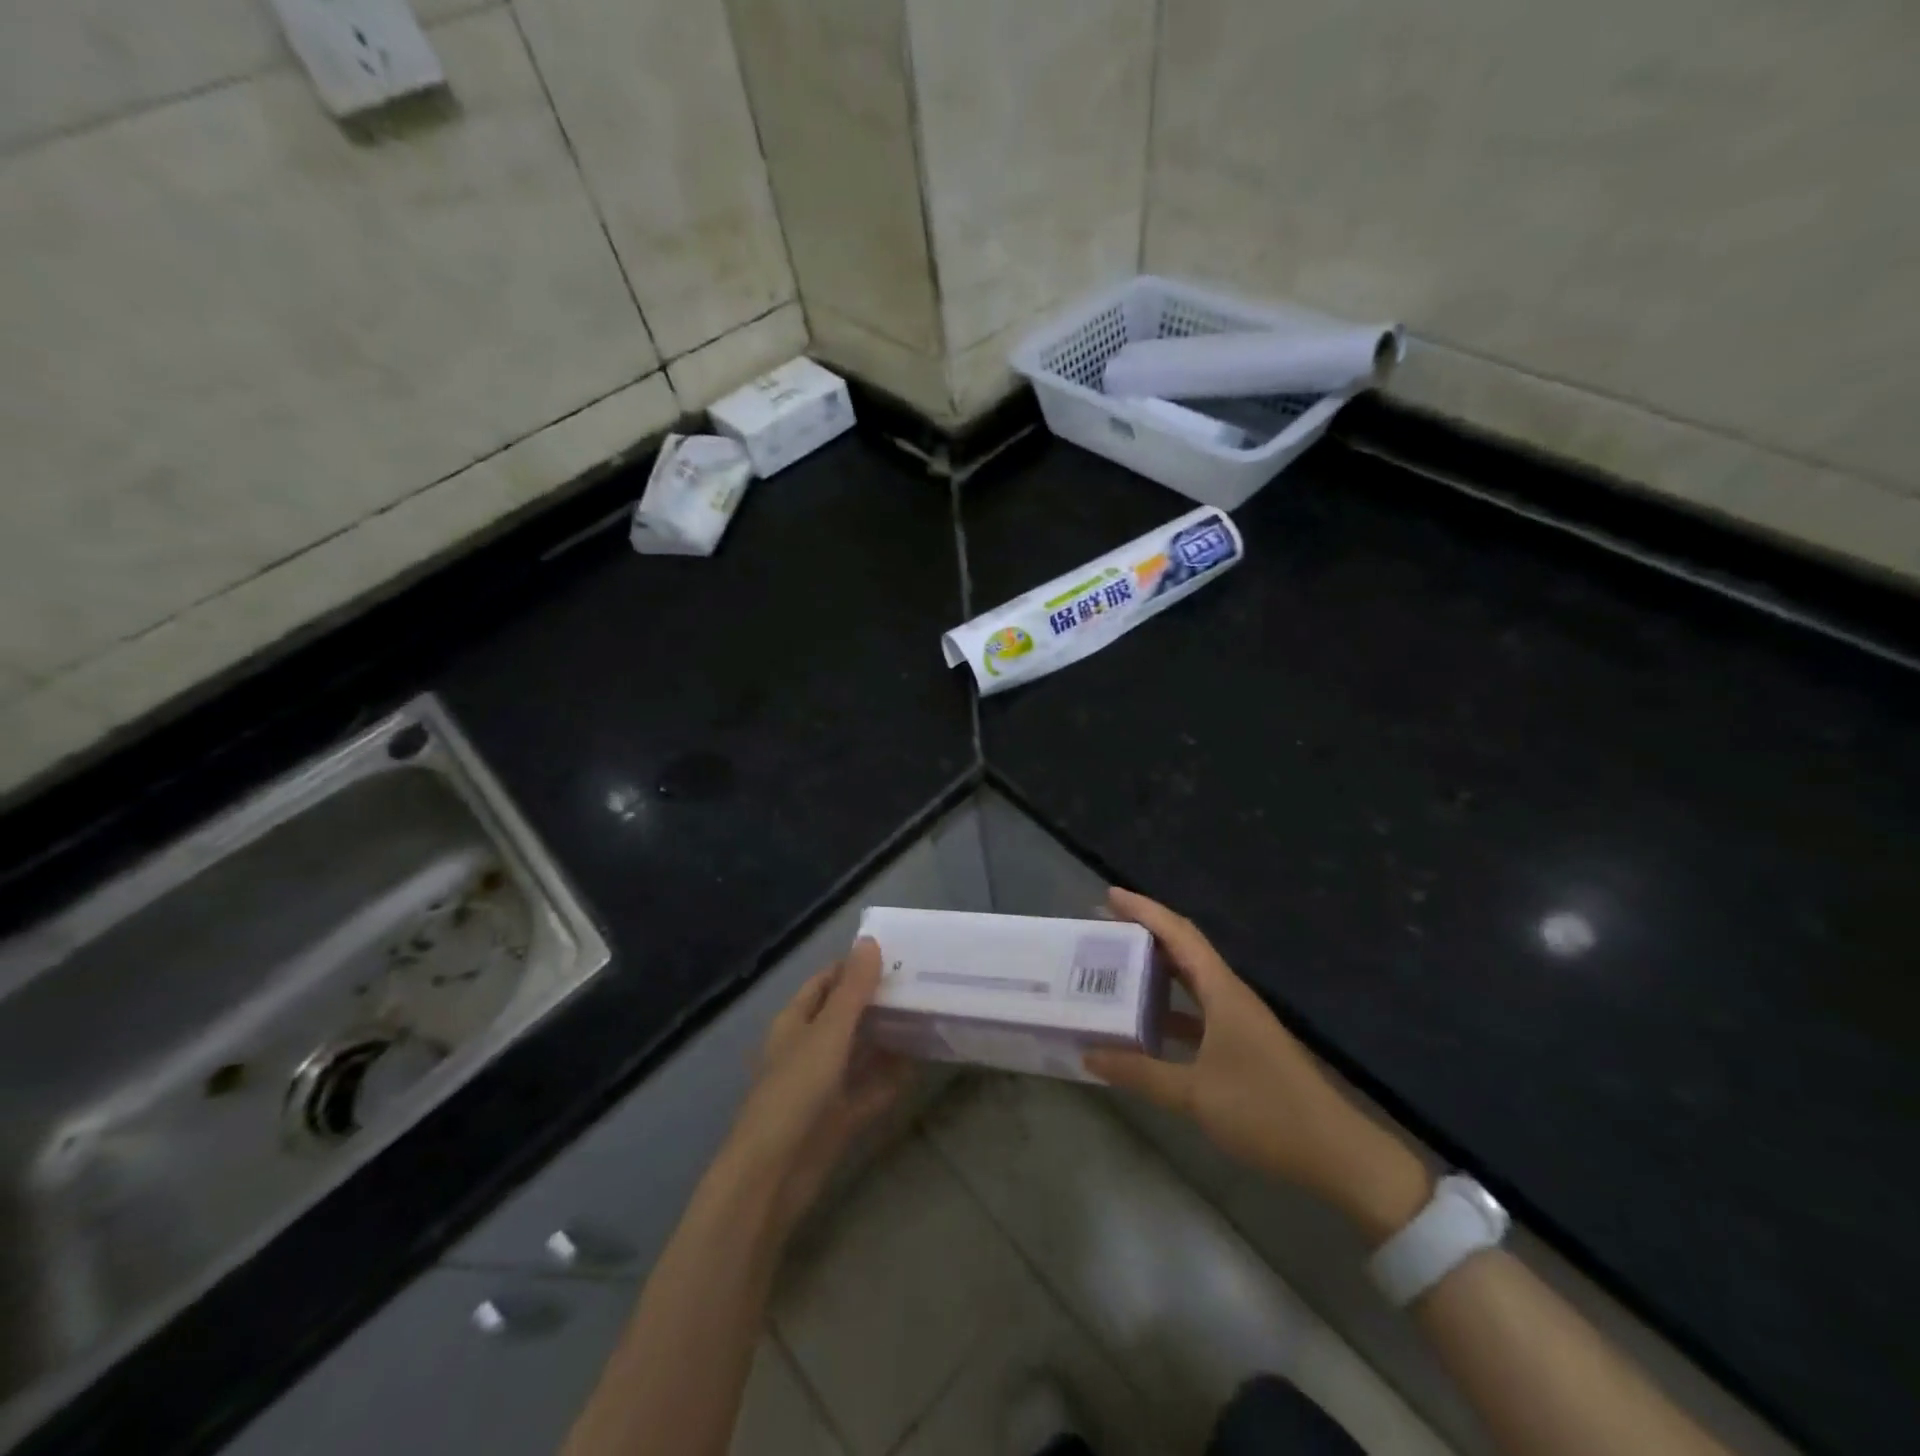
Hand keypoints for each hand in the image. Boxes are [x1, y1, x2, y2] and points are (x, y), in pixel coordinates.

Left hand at [721, 938, 910, 1238]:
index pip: (825, 982)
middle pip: (844, 1016)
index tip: (894, 955)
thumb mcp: (828, 1033)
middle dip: (876, 1000)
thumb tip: (870, 941)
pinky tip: (919, 1065)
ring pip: (858, 1052)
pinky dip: (889, 1079)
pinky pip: (868, 1090)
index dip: (853, 967)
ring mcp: (822, 1086)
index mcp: (794, 1022)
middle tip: (919, 983)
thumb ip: (852, 989)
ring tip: (925, 1016)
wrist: (773, 1176)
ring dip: (885, 1037)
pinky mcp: (837, 1118)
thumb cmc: (795, 1092)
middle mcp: (806, 1049)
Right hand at [1084, 889, 1429, 1241]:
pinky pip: (1197, 1010)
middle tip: (1103, 927)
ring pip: (1190, 979)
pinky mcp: (1242, 1044)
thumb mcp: (1195, 1094)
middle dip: (1145, 931)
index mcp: (1222, 991)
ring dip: (1156, 968)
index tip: (1110, 895)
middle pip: (1184, 948)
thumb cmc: (1265, 1111)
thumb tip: (1088, 1054)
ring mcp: (1238, 1020)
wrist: (1335, 1154)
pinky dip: (1169, 1007)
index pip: (1179, 934)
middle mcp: (1230, 995)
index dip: (1145, 910)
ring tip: (1117, 966)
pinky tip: (1146, 1023)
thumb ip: (1140, 1073)